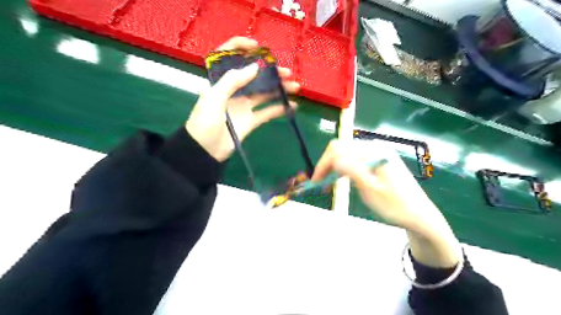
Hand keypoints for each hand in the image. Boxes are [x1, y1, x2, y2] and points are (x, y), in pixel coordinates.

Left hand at [186, 36, 299, 160]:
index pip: (230, 58)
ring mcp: (243, 106)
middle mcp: (234, 91)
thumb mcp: (214, 98)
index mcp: (221, 81)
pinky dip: (279, 109)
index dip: (242, 49)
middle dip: (271, 72)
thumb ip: (233, 81)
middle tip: (287, 73)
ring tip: (295, 87)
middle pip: (254, 77)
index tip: (259, 48)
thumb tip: (255, 67)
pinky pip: (267, 112)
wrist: (205, 150)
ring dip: (279, 89)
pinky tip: (292, 106)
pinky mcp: (251, 121)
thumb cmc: (205, 121)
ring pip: (264, 94)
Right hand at [311, 140, 432, 230]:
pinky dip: (344, 168)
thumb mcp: (372, 191)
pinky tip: (341, 179)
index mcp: (374, 154)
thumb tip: (334, 158)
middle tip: (319, 183)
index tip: (314, 181)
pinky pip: (355, 160)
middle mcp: (375, 149)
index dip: (324, 163)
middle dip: (327, 163)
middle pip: (342, 148)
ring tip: (327, 183)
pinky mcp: (378, 162)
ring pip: (347, 154)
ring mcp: (377, 155)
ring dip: (334, 166)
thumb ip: (353, 171)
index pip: (340, 150)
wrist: (420, 216)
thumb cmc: (396, 206)